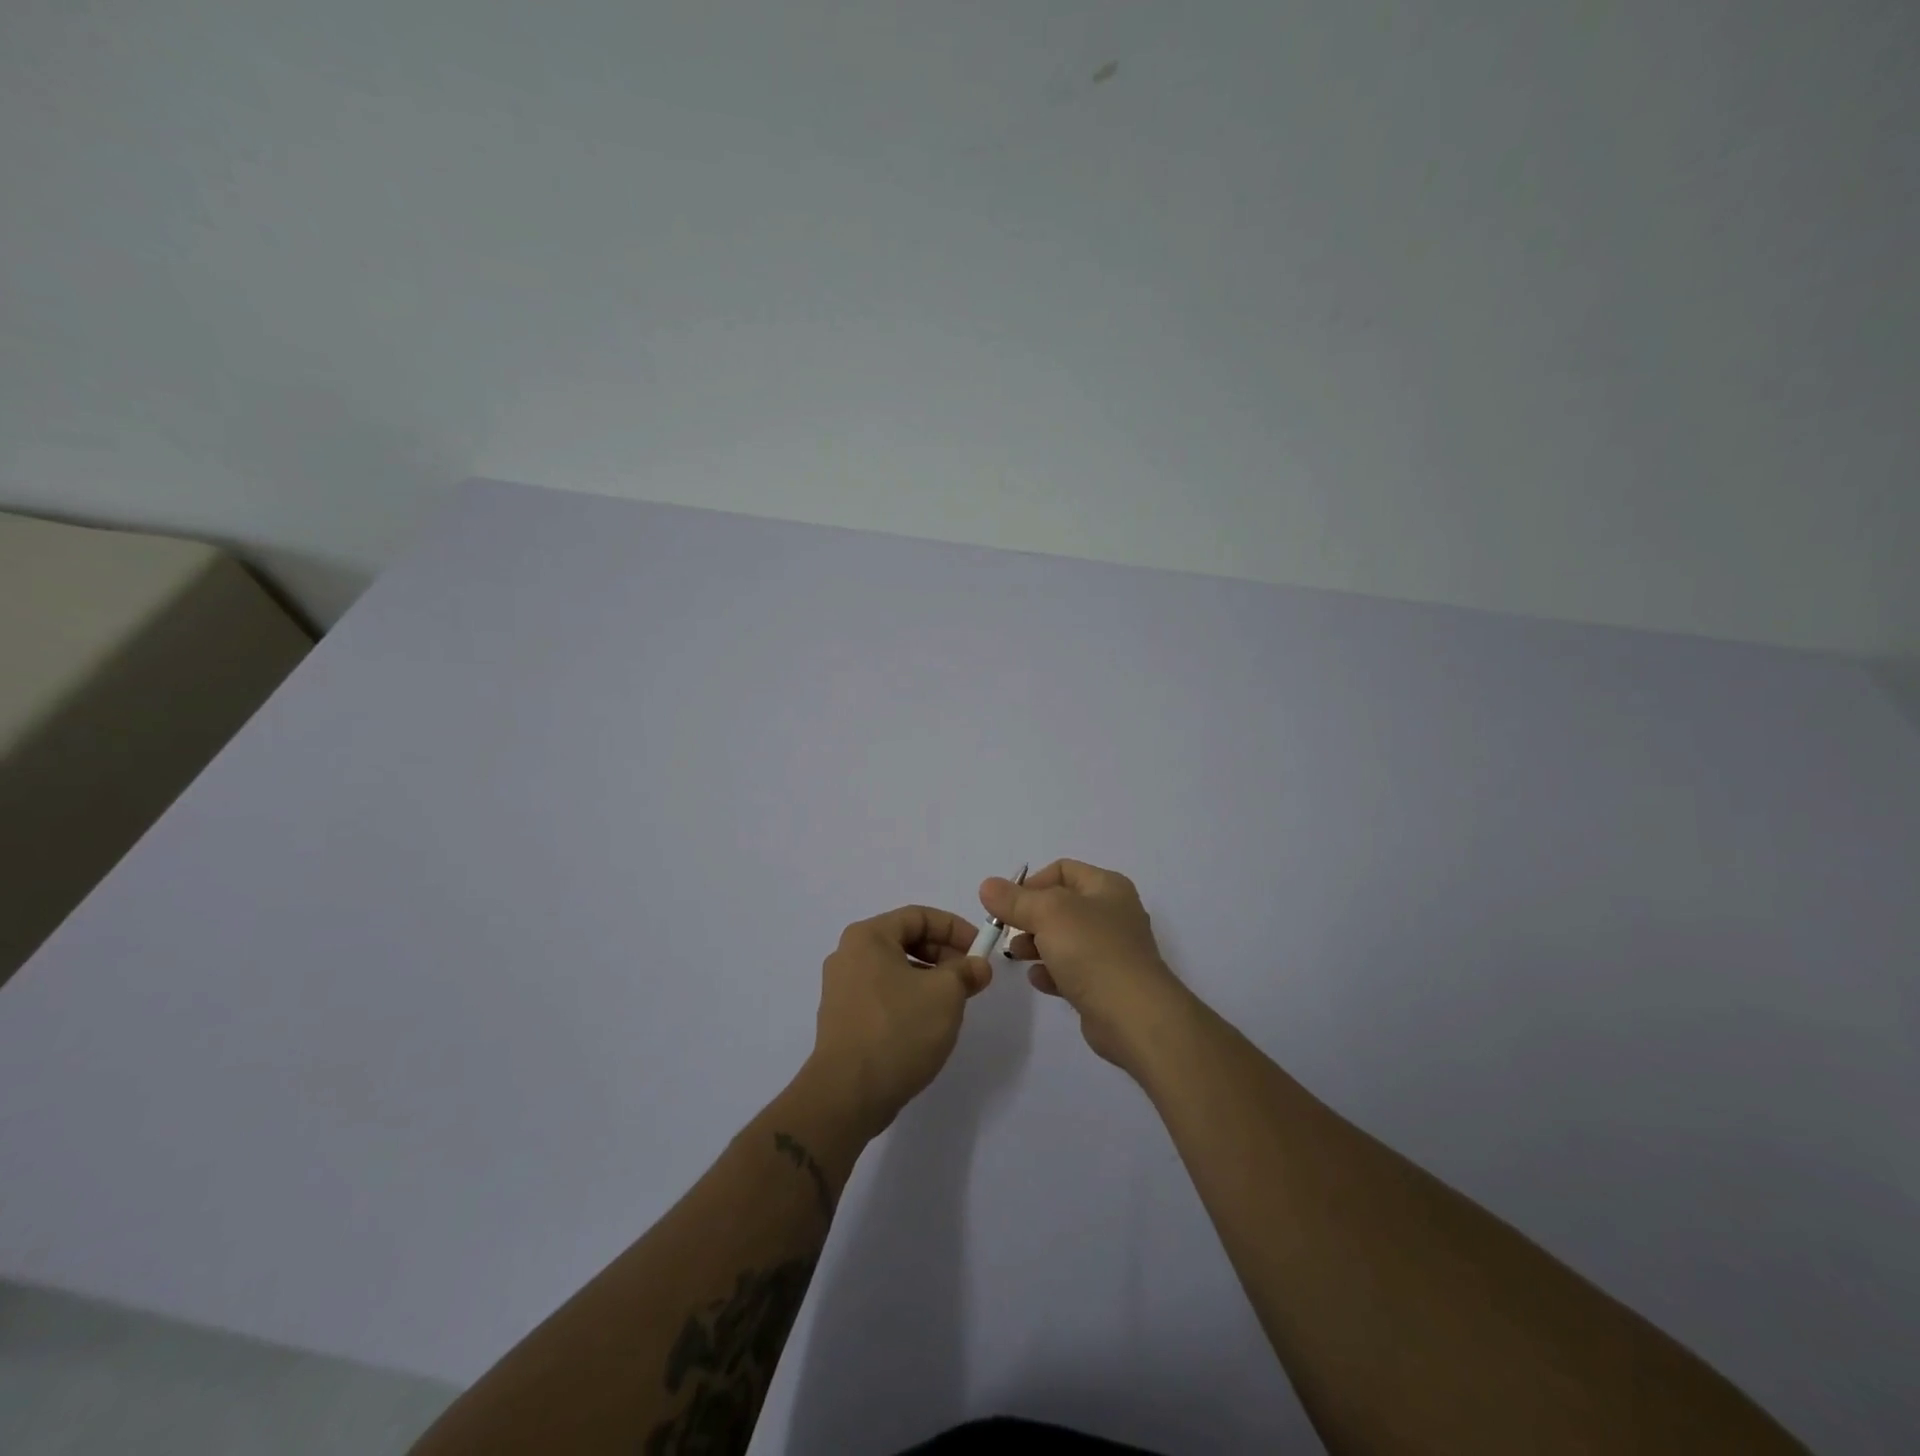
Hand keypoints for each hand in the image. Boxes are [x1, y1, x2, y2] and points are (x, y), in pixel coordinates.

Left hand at [806, 906, 990, 1136]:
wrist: (847, 1094)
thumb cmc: (898, 1030)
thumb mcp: (945, 994)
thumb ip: (966, 972)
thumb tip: (978, 967)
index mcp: (868, 937)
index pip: (919, 916)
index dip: (955, 928)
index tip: (980, 950)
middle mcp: (848, 954)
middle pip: (905, 940)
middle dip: (944, 955)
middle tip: (971, 978)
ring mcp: (841, 988)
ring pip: (895, 969)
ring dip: (929, 979)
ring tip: (955, 1003)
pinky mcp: (842, 1019)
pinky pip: (883, 994)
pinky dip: (909, 998)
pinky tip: (927, 1024)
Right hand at [981, 860, 1189, 1077]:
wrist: (1134, 1016)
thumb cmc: (1092, 951)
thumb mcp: (1048, 914)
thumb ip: (1015, 900)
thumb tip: (988, 885)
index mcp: (1107, 887)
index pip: (1062, 870)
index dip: (1031, 883)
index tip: (1008, 905)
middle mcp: (1113, 913)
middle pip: (1061, 905)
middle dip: (1030, 917)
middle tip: (1008, 933)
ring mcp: (1112, 950)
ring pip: (1064, 938)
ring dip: (1036, 945)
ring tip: (1017, 957)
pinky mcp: (1107, 984)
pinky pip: (1072, 970)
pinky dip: (1052, 971)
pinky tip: (1039, 980)